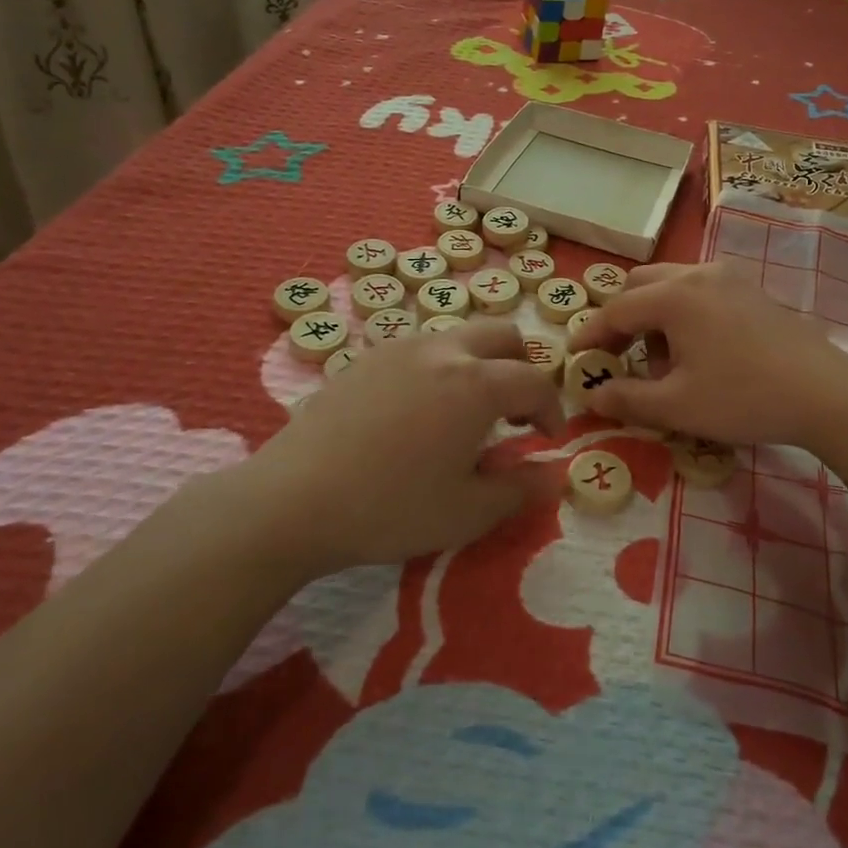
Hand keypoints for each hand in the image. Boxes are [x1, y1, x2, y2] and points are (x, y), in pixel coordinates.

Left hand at [252, 321, 566, 577]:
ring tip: (465, 415)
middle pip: (503, 335)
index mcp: (476, 384)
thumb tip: (554, 472)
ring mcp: (400, 347)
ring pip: (460, 336)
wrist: (293, 499)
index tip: (547, 439)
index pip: (534, 382)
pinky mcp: (367, 357)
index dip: (551, 410)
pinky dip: (441, 368)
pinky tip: (418, 413)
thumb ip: (521, 489)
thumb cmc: (390, 508)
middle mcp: (443, 350)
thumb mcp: (468, 512)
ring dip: (480, 365)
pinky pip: (422, 348)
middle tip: (513, 414)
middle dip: (521, 368)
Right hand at [567, 261, 847, 447]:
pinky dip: (682, 311)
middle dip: (621, 318)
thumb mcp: (677, 406)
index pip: (616, 310)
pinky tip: (697, 349)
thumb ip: (627, 398)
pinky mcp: (752, 289)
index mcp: (674, 296)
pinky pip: (700, 290)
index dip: (591, 335)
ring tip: (660, 359)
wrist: (824, 393)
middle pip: (641, 285)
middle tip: (616, 356)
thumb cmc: (743, 397)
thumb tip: (591, 395)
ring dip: (653, 314)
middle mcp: (698, 274)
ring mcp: (729, 277)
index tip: (574, 357)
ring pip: (671, 284)